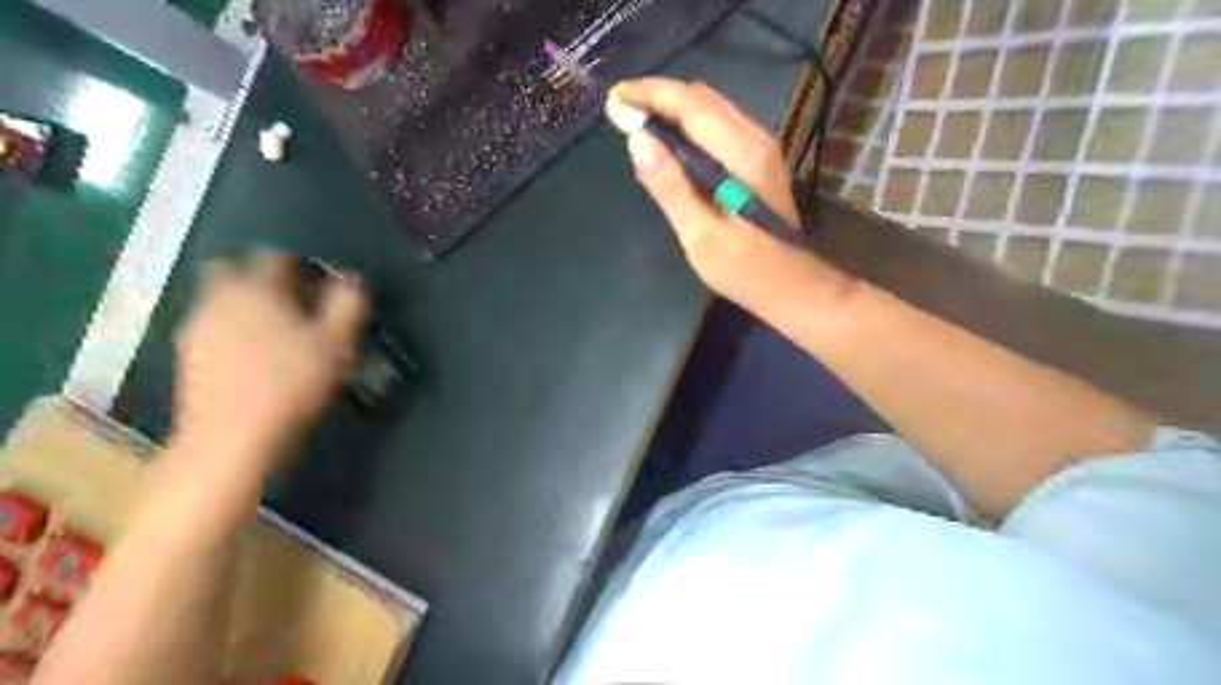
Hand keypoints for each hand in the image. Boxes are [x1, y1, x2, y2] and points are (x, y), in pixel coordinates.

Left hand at [171, 252, 363, 476]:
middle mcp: (219, 296)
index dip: (305, 265)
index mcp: (256, 287)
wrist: (232, 439)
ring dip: (249, 303)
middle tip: (296, 299)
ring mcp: (197, 325)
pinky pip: (215, 325)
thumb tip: (353, 278)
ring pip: (223, 297)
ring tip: (280, 329)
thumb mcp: (337, 342)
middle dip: (265, 276)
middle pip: (238, 269)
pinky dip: (235, 328)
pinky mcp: (189, 354)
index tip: (323, 283)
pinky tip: (256, 354)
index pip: (279, 257)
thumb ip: (348, 303)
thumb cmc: (291, 383)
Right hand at [611, 74, 818, 304]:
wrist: (788, 285)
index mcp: (740, 155)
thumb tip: (637, 140)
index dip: (650, 94)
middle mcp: (755, 139)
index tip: (614, 98)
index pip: (690, 104)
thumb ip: (670, 186)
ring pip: (713, 106)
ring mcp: (762, 147)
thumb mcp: (699, 234)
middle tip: (622, 109)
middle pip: (702, 97)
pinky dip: (691, 121)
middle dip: (659, 96)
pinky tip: (672, 139)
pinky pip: (721, 122)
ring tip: (639, 120)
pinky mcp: (761, 159)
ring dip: (675, 106)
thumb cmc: (742, 267)